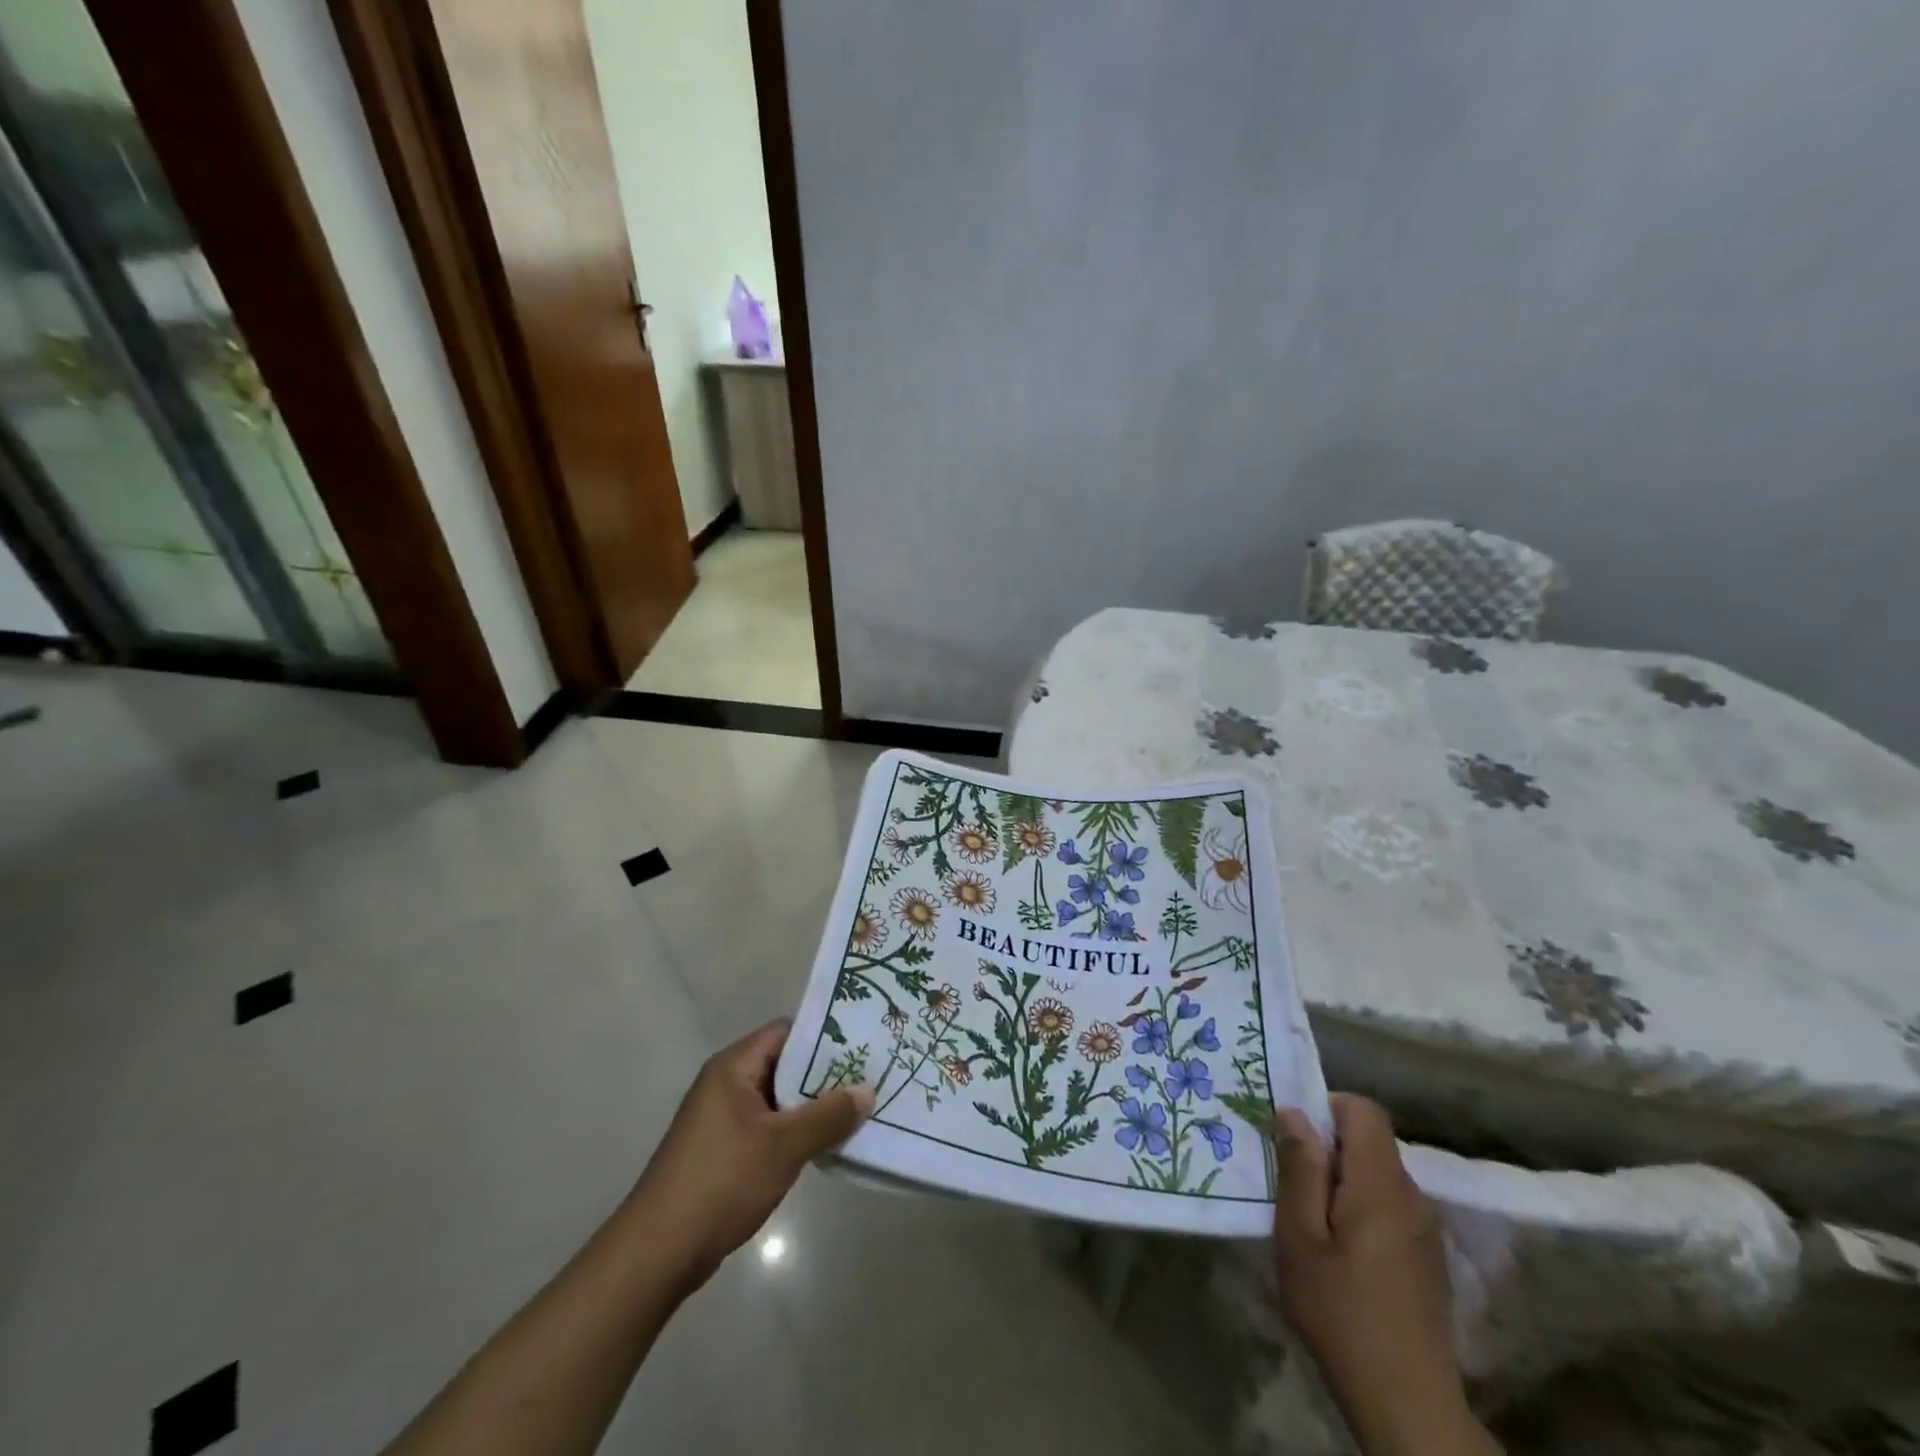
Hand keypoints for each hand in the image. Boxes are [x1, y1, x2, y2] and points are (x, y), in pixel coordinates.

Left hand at [624, 1019, 872, 1288]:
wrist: (658, 1253)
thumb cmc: (721, 1182)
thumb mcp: (784, 1146)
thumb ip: (828, 1116)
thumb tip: (867, 1091)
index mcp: (733, 1067)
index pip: (787, 1032)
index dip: (825, 1035)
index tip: (863, 1044)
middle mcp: (726, 1084)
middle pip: (785, 1065)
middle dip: (825, 1074)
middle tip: (869, 1078)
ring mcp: (722, 1119)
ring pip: (779, 1099)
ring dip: (812, 1107)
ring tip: (858, 1110)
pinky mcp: (723, 1150)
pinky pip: (768, 1127)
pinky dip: (795, 1132)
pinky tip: (825, 1144)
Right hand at [1272, 1096, 1490, 1455]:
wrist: (1408, 1405)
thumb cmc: (1341, 1312)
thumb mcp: (1300, 1235)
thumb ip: (1299, 1168)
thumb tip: (1293, 1112)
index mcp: (1381, 1183)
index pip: (1364, 1110)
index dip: (1327, 1107)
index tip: (1294, 1135)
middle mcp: (1412, 1196)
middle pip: (1370, 1143)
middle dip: (1328, 1148)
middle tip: (1291, 1181)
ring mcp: (1426, 1230)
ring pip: (1378, 1177)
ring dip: (1343, 1181)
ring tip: (1310, 1220)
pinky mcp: (1428, 1260)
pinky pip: (1390, 1208)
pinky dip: (1361, 1210)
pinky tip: (1341, 1253)